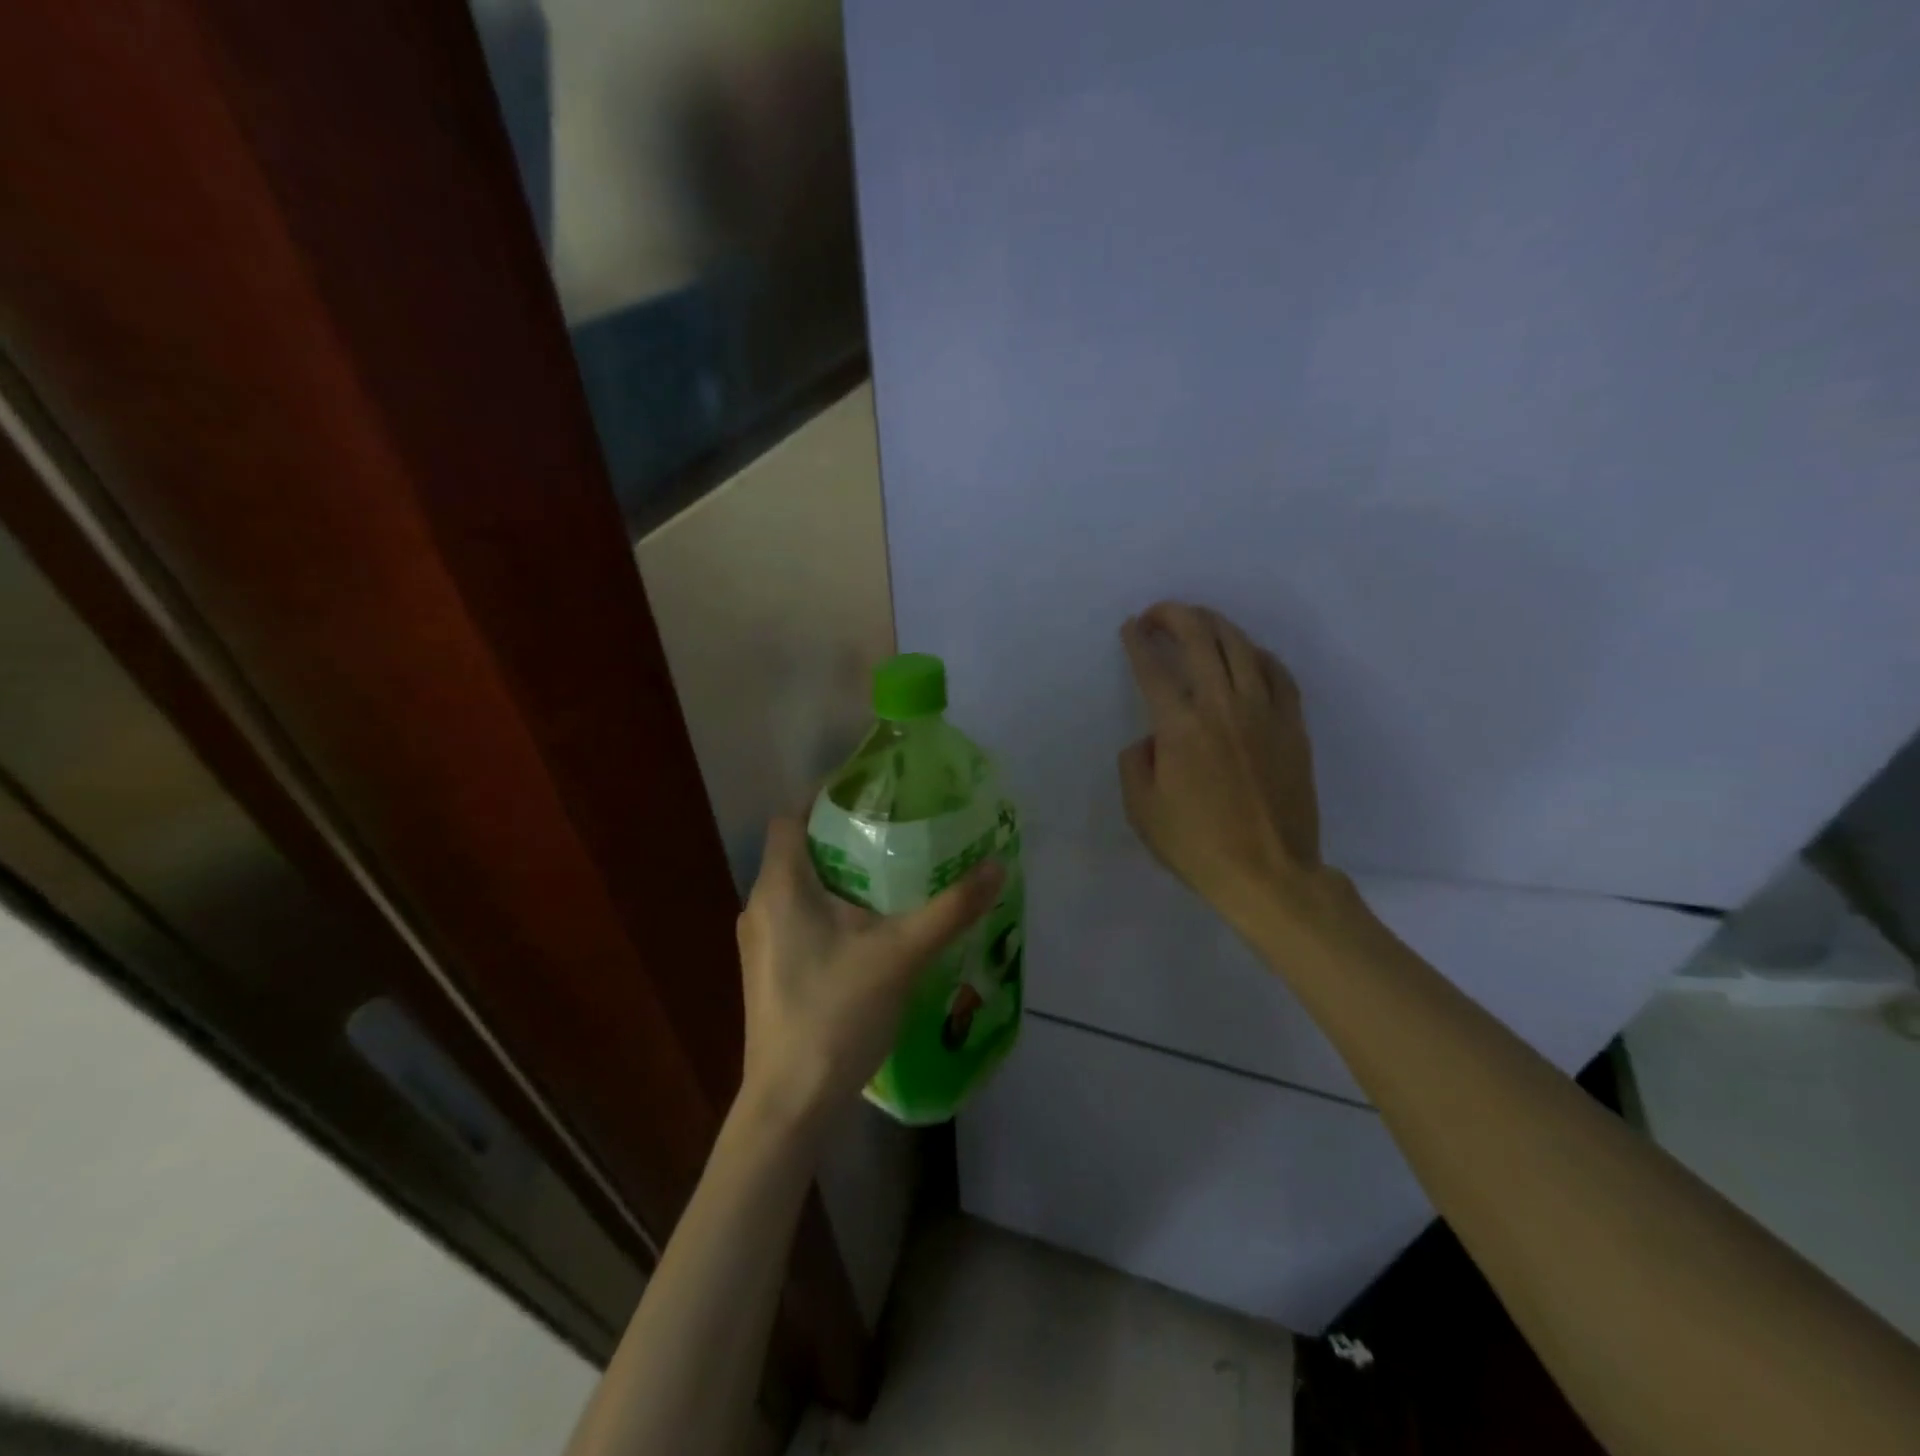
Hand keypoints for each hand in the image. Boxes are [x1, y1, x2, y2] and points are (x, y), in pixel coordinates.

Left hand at [736, 817, 1001, 1128]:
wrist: (791, 1103)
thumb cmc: (837, 1013)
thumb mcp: (902, 953)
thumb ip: (950, 908)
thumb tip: (997, 864)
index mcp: (780, 887)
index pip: (792, 816)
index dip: (825, 798)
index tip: (872, 793)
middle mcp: (760, 906)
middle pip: (799, 850)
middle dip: (844, 836)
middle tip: (895, 831)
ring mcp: (760, 943)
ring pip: (799, 888)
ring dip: (839, 876)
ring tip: (890, 875)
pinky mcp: (769, 972)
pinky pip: (798, 918)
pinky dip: (830, 908)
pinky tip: (870, 930)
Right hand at [1119, 602, 1323, 930]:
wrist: (1269, 873)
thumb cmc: (1197, 846)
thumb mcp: (1141, 811)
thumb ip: (1135, 763)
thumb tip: (1151, 738)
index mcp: (1180, 727)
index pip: (1154, 668)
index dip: (1138, 641)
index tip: (1130, 628)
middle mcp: (1223, 706)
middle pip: (1200, 640)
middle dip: (1174, 616)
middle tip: (1158, 613)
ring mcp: (1264, 712)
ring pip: (1241, 647)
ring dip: (1215, 624)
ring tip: (1199, 620)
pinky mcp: (1292, 726)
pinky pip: (1278, 674)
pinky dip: (1258, 654)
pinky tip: (1247, 654)